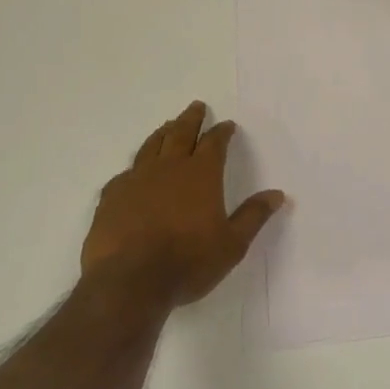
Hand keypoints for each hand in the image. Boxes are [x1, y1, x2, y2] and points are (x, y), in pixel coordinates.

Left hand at [82, 102, 285, 306]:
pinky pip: (125, 173)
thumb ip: (253, 216)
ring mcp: (136, 180)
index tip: (227, 125)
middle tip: (197, 106)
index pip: (214, 143)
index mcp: (201, 174)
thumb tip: (278, 194)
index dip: (222, 132)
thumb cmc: (188, 262)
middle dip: (191, 119)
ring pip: (151, 146)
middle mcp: (169, 168)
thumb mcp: (232, 244)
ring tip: (168, 126)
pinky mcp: (111, 197)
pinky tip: (134, 172)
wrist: (128, 282)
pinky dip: (135, 167)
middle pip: (180, 133)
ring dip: (163, 133)